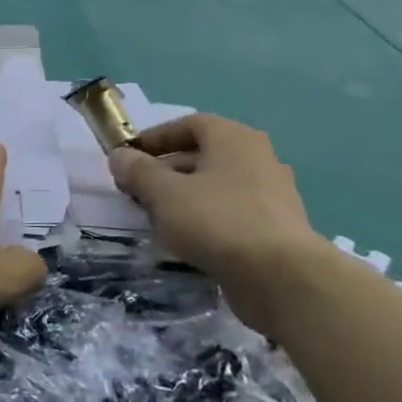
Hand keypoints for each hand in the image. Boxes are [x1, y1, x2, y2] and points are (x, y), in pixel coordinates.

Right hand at [108, 114, 326, 330]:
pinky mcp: (274, 228)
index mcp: (234, 139)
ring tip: (154, 217)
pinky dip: (204, 218)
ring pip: (215, 186)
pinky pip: (229, 212)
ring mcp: (271, 194)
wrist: (281, 277)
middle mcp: (257, 158)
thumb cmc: (216, 220)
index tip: (128, 157)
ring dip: (182, 196)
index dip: (155, 137)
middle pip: (202, 155)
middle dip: (164, 170)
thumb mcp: (163, 193)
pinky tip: (185, 239)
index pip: (189, 124)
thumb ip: (137, 171)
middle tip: (135, 190)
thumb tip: (120, 157)